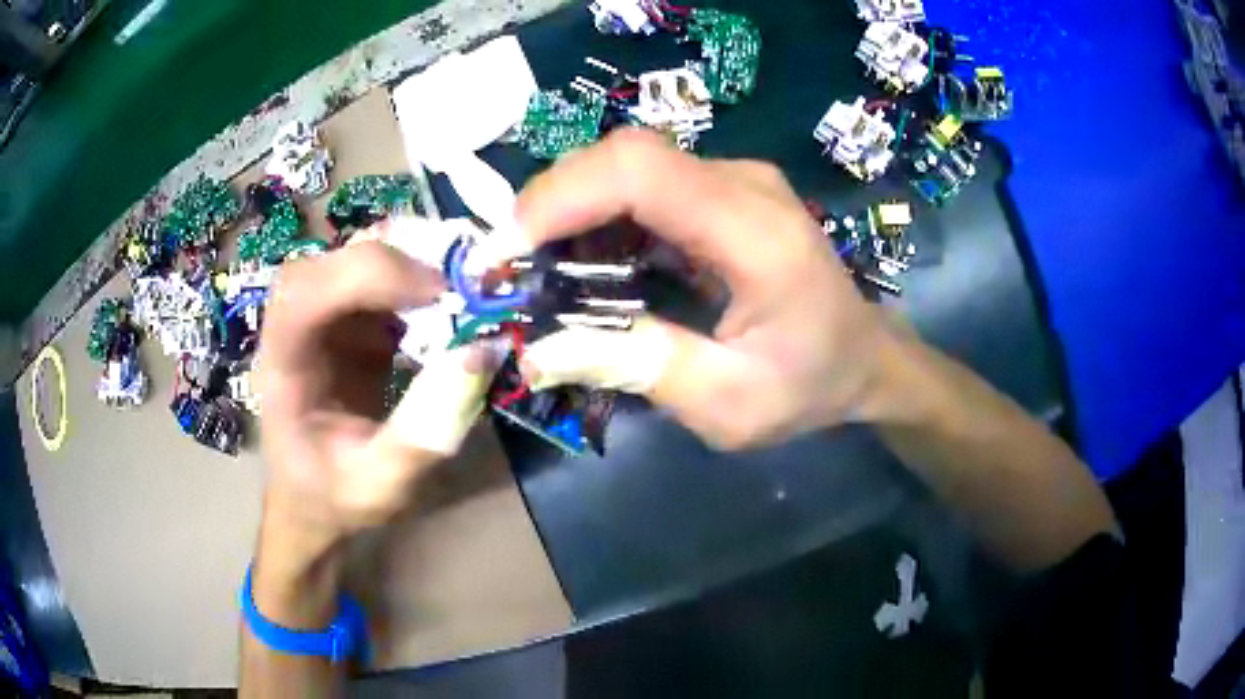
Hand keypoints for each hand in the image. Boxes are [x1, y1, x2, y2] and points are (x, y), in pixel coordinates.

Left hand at [251, 242, 498, 620]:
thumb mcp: (380, 486)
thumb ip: (424, 433)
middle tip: (460, 283)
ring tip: (462, 287)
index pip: (303, 294)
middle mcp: (293, 329)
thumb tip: (479, 353)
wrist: (313, 500)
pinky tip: (450, 304)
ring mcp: (319, 320)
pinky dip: (418, 280)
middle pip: (329, 261)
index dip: (365, 274)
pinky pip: (379, 279)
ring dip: (411, 262)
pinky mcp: (345, 321)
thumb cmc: (334, 498)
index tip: (436, 293)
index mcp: (282, 368)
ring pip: (355, 258)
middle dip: (395, 258)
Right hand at [496, 129, 902, 449]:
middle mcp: (744, 184)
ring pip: (627, 164)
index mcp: (755, 232)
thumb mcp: (729, 404)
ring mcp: (735, 179)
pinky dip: (599, 215)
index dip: (561, 197)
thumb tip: (539, 349)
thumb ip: (638, 368)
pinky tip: (585, 261)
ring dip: (570, 209)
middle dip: (551, 203)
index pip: (641, 171)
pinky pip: (645, 183)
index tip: (506, 251)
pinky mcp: (723, 189)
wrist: (864, 356)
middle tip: (512, 267)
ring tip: (540, 270)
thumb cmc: (809, 385)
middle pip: (625, 155)